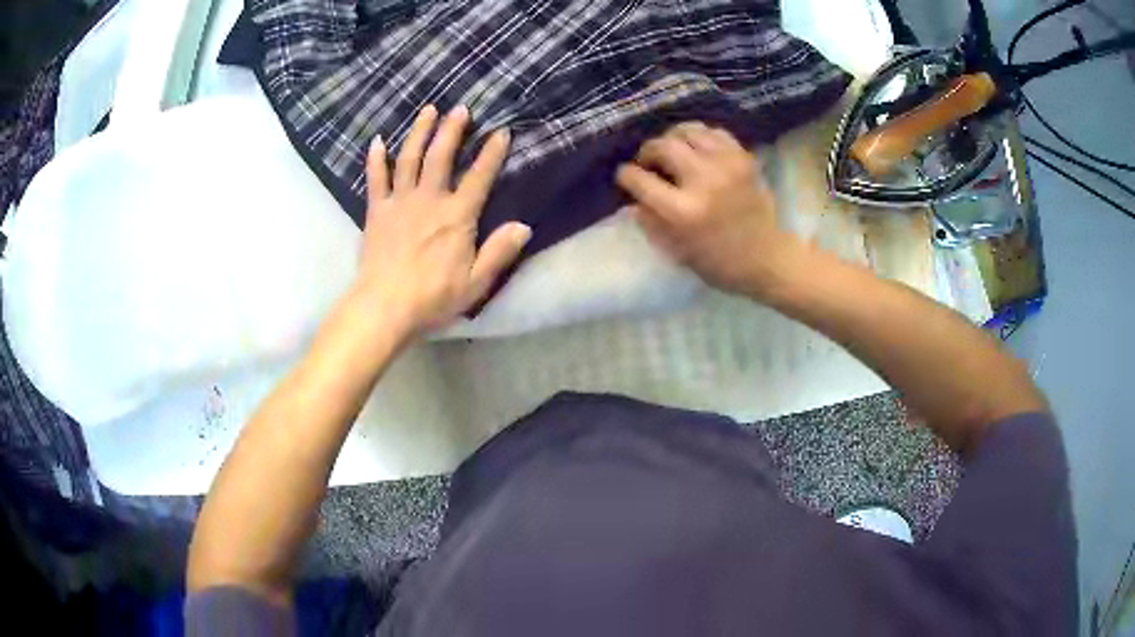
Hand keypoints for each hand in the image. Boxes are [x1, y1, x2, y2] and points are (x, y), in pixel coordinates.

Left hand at [353, 105, 530, 337]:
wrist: (383, 308)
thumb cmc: (432, 299)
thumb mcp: (476, 283)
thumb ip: (499, 252)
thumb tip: (523, 226)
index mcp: (457, 217)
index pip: (479, 177)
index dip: (492, 153)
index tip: (501, 131)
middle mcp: (429, 200)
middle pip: (441, 156)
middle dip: (452, 130)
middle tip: (460, 108)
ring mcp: (399, 202)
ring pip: (409, 158)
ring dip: (419, 132)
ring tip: (428, 111)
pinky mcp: (376, 212)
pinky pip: (376, 179)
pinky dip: (376, 159)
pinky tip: (377, 141)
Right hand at [615, 123, 798, 299]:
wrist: (767, 258)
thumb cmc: (718, 262)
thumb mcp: (674, 250)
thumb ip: (649, 220)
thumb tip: (633, 196)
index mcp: (683, 211)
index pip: (639, 179)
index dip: (626, 176)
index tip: (627, 177)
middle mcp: (703, 180)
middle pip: (662, 146)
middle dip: (647, 152)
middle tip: (649, 164)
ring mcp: (726, 165)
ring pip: (687, 131)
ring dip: (673, 139)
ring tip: (673, 153)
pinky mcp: (743, 158)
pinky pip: (713, 133)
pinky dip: (700, 137)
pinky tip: (697, 150)